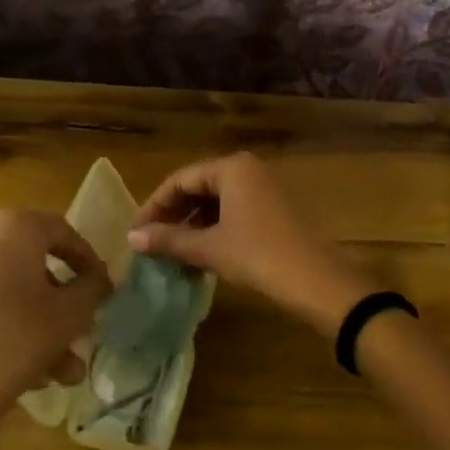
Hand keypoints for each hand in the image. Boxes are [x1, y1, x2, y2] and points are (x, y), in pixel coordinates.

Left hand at [0, 210, 110, 449]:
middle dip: (60, 303)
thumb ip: (92, 291)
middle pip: (31, 264)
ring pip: (4, 290)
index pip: (61, 230)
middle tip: (79, 335)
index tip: (102, 289)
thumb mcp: (68, 317)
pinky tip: (20, 372)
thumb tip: (102, 279)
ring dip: (35, 324)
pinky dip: (2, 326)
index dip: (87, 259)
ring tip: (58, 372)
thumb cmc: (10, 343)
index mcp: (11, 229)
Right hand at [127, 152, 366, 333]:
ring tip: (173, 254)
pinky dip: (214, 230)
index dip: (154, 206)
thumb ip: (169, 239)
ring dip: (193, 226)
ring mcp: (266, 189)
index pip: (180, 180)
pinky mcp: (276, 210)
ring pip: (217, 202)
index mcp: (232, 168)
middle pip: (198, 188)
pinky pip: (234, 212)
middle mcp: (249, 169)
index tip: (136, 233)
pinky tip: (202, 255)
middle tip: (151, 244)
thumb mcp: (209, 248)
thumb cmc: (259, 256)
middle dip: (173, 216)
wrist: (318, 281)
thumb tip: (131, 237)